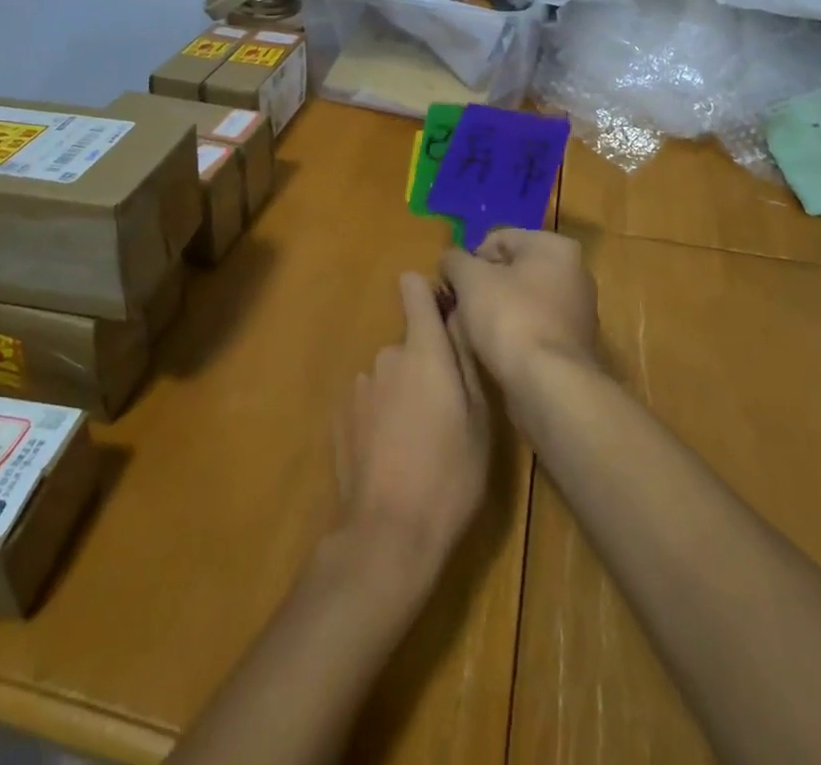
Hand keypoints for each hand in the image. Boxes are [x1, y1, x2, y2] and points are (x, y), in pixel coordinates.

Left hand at [332, 272, 489, 580]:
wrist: (388, 532)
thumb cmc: (450, 473)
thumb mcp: (479, 419)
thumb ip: (465, 360)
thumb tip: (458, 318)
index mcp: (423, 348)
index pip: (414, 288)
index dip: (427, 293)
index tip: (443, 314)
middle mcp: (386, 354)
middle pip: (409, 342)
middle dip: (425, 363)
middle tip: (446, 410)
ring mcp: (359, 384)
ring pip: (390, 374)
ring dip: (403, 391)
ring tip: (419, 440)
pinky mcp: (341, 415)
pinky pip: (370, 400)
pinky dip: (381, 415)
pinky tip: (392, 455)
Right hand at [439, 229, 599, 393]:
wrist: (549, 386)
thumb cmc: (510, 318)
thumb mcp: (470, 279)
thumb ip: (455, 260)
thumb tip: (451, 260)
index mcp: (555, 247)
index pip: (500, 239)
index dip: (470, 259)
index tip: (454, 285)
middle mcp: (574, 273)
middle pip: (511, 270)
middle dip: (482, 287)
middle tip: (460, 309)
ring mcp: (577, 312)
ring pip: (520, 302)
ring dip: (494, 313)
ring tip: (473, 335)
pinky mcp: (572, 346)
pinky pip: (531, 329)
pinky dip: (511, 336)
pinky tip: (494, 353)